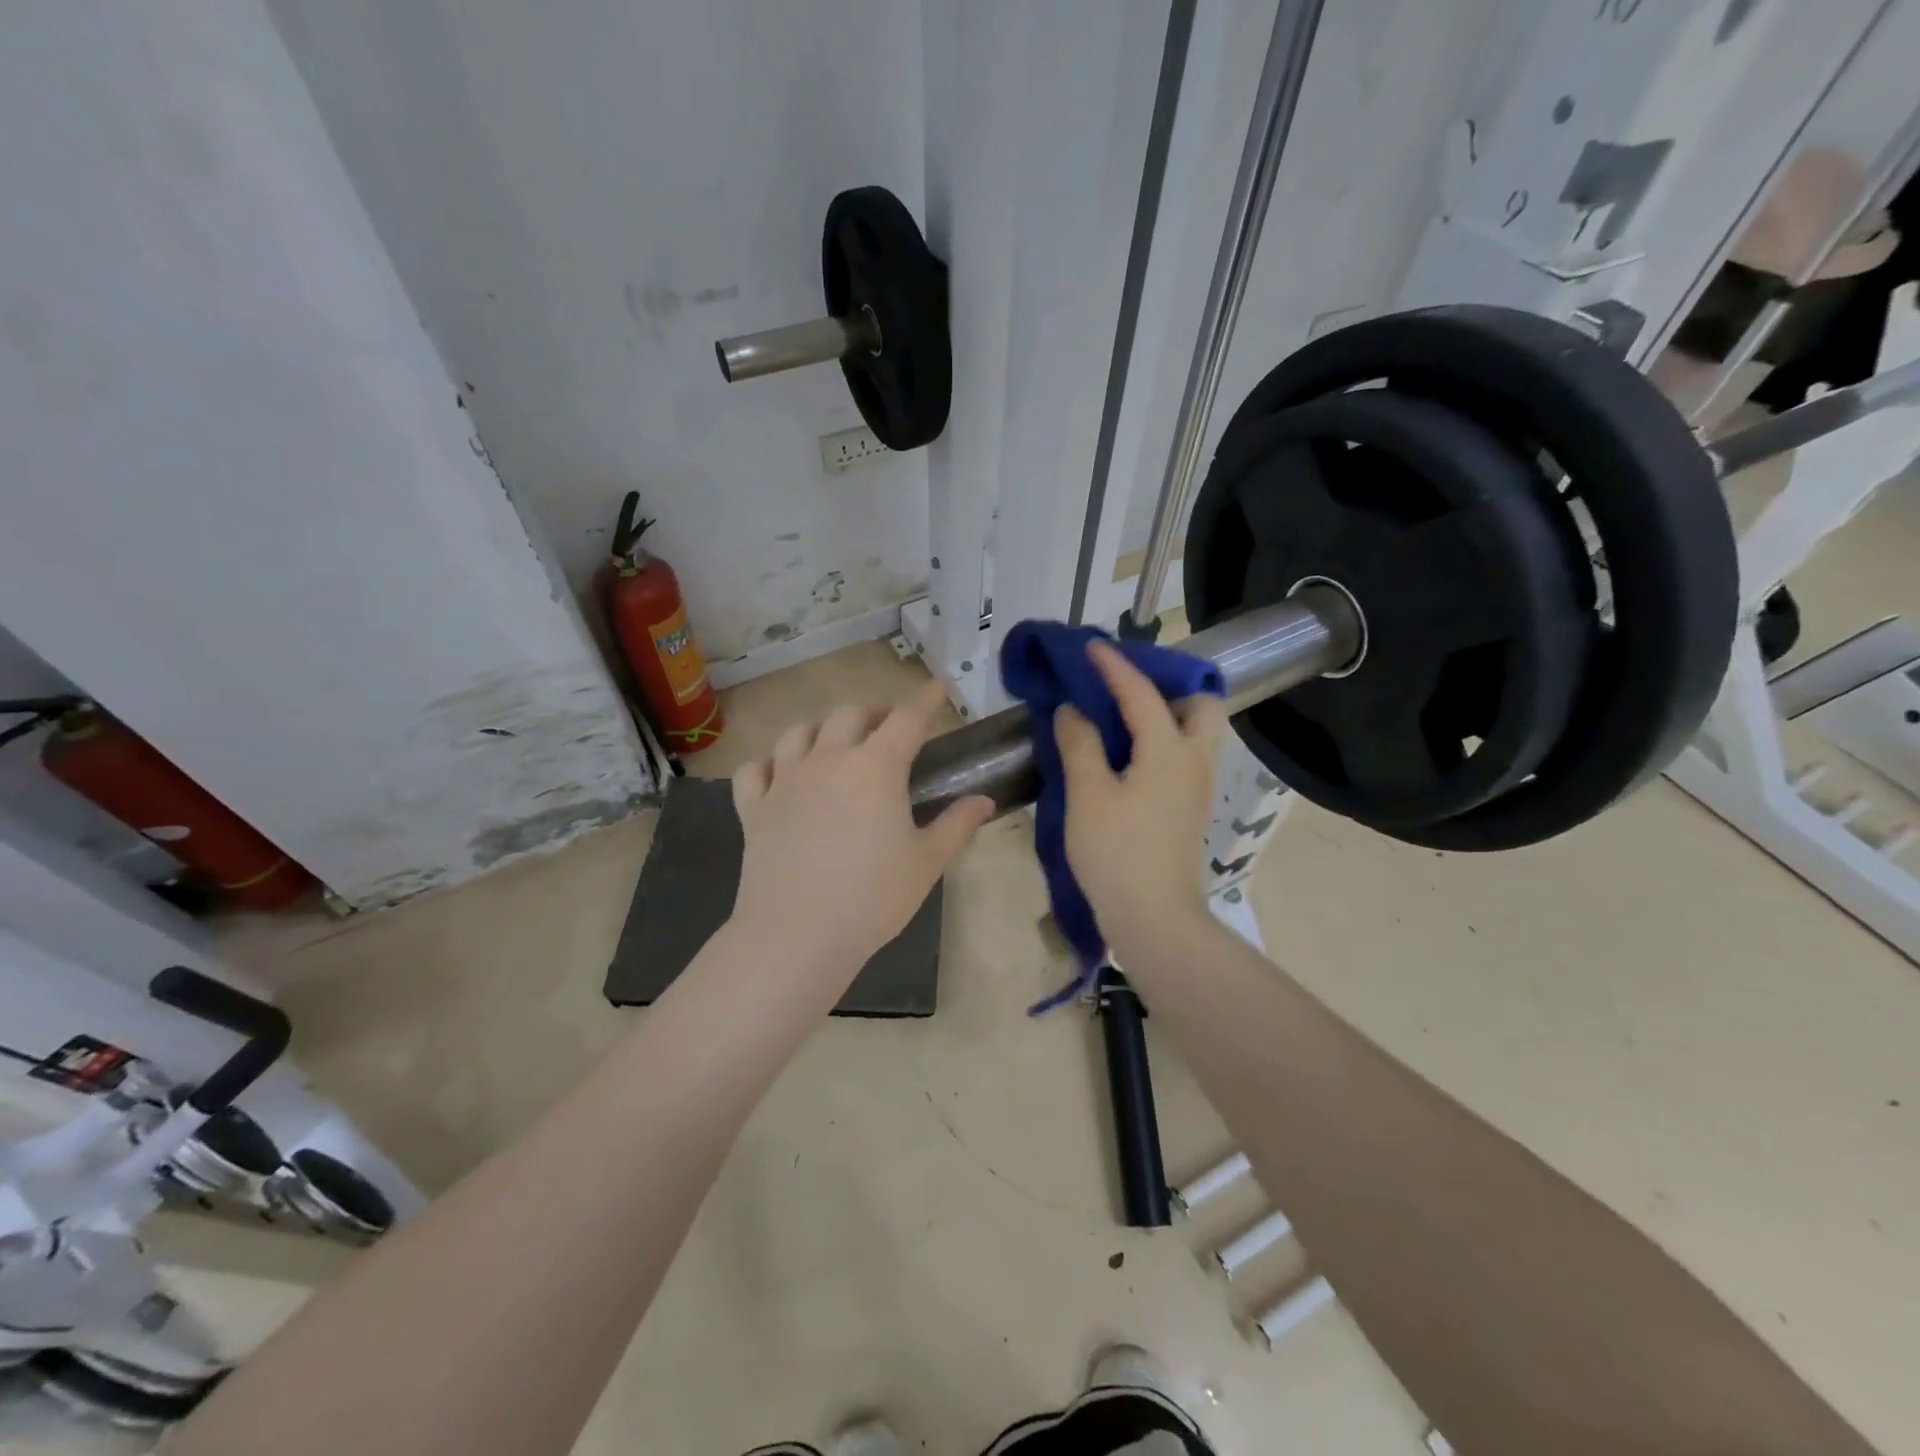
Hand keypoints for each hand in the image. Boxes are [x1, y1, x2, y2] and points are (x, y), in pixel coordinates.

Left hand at [730, 680, 993, 978]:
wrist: (797, 934)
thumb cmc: (872, 897)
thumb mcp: (927, 863)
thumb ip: (957, 825)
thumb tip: (984, 801)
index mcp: (875, 767)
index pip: (906, 719)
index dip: (924, 700)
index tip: (935, 688)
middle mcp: (827, 760)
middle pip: (849, 715)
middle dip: (873, 712)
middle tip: (888, 726)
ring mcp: (784, 781)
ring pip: (798, 732)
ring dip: (820, 728)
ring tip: (834, 741)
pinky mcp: (753, 807)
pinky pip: (755, 769)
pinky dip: (769, 764)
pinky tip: (779, 774)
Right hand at [1055, 640, 1225, 959]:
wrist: (1153, 917)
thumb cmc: (1117, 852)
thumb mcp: (1088, 794)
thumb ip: (1080, 744)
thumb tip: (1073, 710)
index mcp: (1169, 750)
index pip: (1141, 694)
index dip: (1115, 666)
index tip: (1092, 646)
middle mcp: (1195, 760)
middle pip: (1202, 706)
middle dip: (1171, 687)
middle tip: (1129, 691)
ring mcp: (1198, 787)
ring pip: (1197, 733)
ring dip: (1169, 714)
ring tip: (1125, 718)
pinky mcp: (1190, 808)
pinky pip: (1185, 756)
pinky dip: (1164, 740)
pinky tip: (1130, 754)